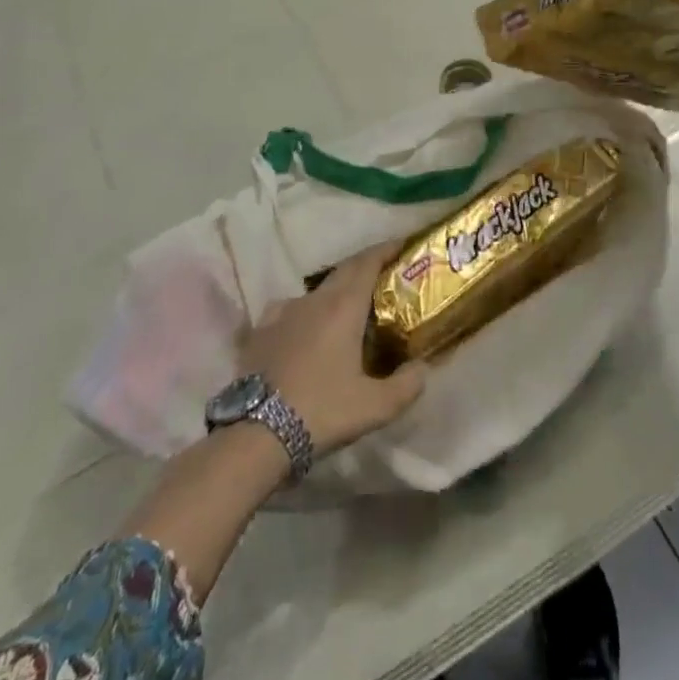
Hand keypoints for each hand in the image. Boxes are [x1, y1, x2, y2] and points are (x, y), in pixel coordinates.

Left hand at [238, 241, 424, 457]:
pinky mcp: (260, 333)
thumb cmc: (322, 412)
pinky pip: (289, 310)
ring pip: (316, 291)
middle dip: (366, 266)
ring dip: (336, 292)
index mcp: (343, 306)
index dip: (387, 249)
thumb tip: (422, 369)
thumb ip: (407, 385)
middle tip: (385, 274)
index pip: (368, 262)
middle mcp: (313, 300)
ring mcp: (282, 313)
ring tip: (347, 308)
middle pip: (344, 270)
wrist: (256, 436)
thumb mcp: (375, 406)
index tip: (402, 243)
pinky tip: (304, 329)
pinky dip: (305, 312)